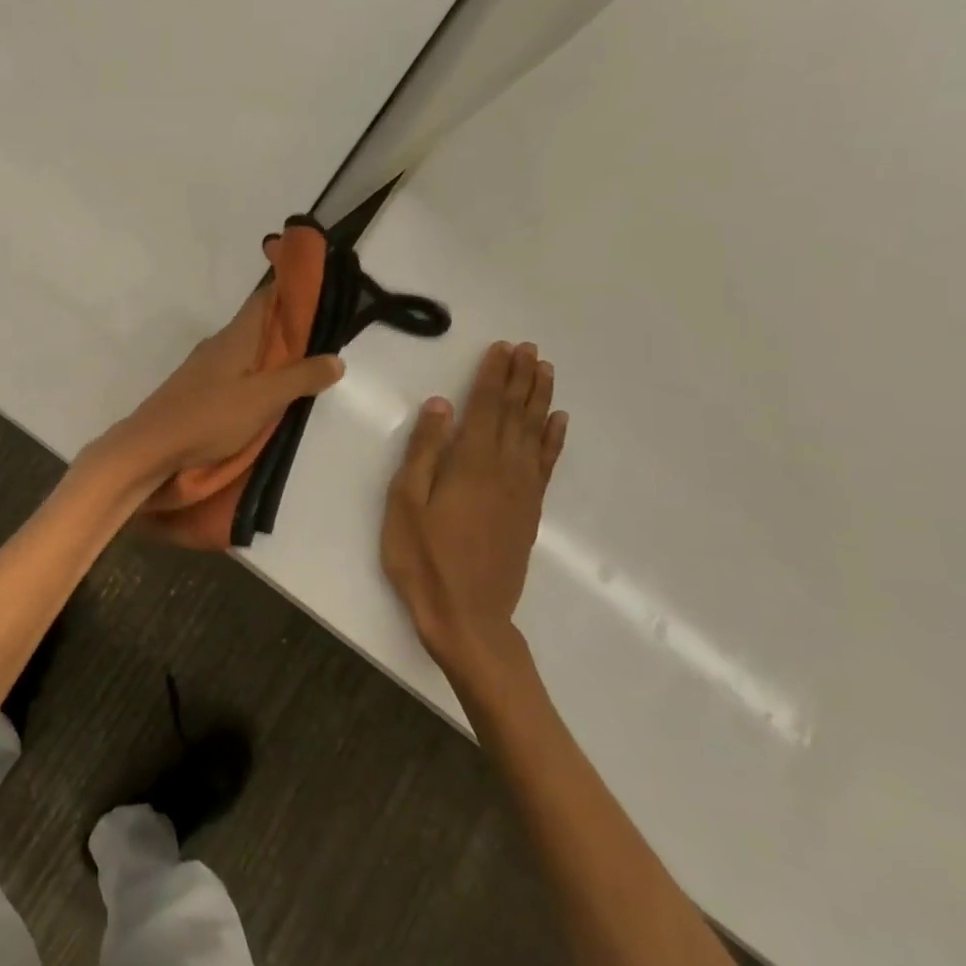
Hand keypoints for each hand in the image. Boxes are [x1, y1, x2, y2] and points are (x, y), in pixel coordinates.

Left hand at [86, 285, 343, 492]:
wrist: (150, 446)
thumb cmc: (209, 417)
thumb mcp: (264, 399)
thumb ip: (300, 378)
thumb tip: (336, 358)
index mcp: (236, 336)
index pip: (266, 298)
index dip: (291, 288)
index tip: (320, 288)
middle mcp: (220, 343)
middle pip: (259, 324)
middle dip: (289, 326)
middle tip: (325, 334)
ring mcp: (206, 366)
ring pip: (247, 350)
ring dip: (274, 353)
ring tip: (305, 364)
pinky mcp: (199, 389)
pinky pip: (236, 371)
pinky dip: (257, 373)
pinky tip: (268, 392)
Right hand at [381, 341, 567, 691]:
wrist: (467, 617)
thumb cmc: (424, 558)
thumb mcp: (406, 503)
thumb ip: (425, 452)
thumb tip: (442, 405)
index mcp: (470, 464)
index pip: (485, 408)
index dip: (494, 376)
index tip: (502, 348)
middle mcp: (504, 470)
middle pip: (515, 414)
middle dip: (521, 379)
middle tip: (529, 348)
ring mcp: (522, 491)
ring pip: (535, 433)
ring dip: (540, 400)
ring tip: (545, 370)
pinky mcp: (529, 511)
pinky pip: (547, 465)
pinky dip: (554, 440)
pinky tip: (558, 422)